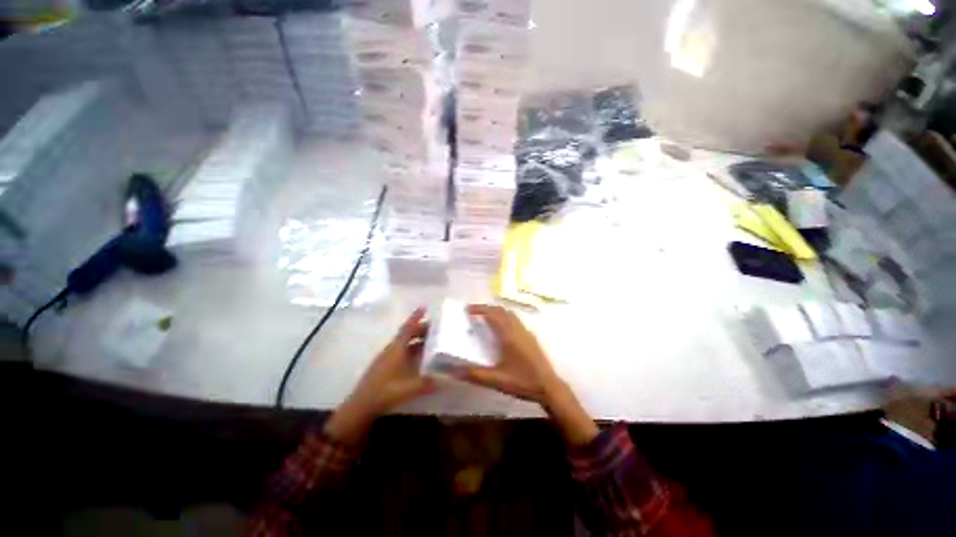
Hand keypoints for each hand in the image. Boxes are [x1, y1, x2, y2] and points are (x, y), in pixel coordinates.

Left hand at [325, 308, 435, 444]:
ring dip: (417, 338)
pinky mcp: (387, 366)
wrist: (360, 406)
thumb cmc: (383, 392)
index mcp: (395, 349)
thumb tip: (447, 379)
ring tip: (432, 339)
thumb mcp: (407, 388)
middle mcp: (392, 350)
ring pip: (405, 343)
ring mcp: (388, 358)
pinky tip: (421, 356)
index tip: (425, 307)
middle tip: (436, 327)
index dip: (416, 317)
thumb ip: (427, 383)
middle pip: (407, 334)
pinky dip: (413, 348)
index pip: (407, 329)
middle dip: (421, 328)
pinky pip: (403, 351)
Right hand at [462, 304, 562, 404]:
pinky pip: (515, 320)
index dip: (480, 309)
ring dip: (497, 312)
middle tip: (475, 313)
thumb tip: (455, 372)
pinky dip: (505, 318)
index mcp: (508, 336)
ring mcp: (526, 332)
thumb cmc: (523, 382)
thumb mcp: (497, 380)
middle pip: (501, 311)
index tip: (468, 309)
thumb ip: (475, 375)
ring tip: (486, 318)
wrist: (549, 387)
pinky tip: (502, 330)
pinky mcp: (531, 337)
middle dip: (487, 308)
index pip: (492, 314)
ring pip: (510, 314)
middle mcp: (517, 330)